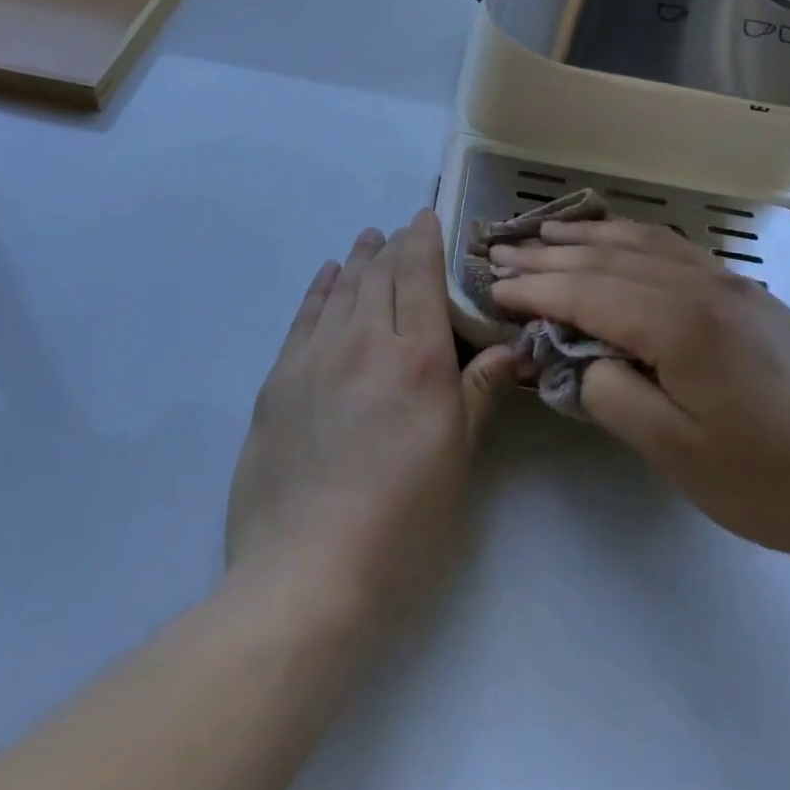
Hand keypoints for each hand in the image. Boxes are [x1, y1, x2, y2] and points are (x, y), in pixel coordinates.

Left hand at [226, 212, 519, 616]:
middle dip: (393, 245)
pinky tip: (327, 275)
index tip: (426, 217)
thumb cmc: (402, 522)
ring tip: (369, 239)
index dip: (423, 240)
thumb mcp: (456, 461)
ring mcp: (316, 356)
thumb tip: (510, 350)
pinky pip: (305, 316)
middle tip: (401, 230)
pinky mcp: (279, 379)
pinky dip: (320, 288)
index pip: (420, 276)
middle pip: (379, 274)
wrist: (306, 572)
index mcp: (417, 358)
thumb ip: (478, 394)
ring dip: (358, 259)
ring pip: (341, 288)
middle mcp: (365, 341)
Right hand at [490, 219, 789, 574]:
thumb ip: (612, 396)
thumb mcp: (677, 453)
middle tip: (500, 251)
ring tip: (545, 233)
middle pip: (608, 258)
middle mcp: (701, 285)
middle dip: (549, 255)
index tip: (492, 287)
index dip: (535, 289)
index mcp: (681, 323)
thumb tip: (580, 360)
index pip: (587, 292)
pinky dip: (633, 237)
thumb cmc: (772, 481)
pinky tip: (618, 240)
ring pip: (642, 242)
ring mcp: (729, 283)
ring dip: (588, 237)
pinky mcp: (746, 293)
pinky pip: (675, 248)